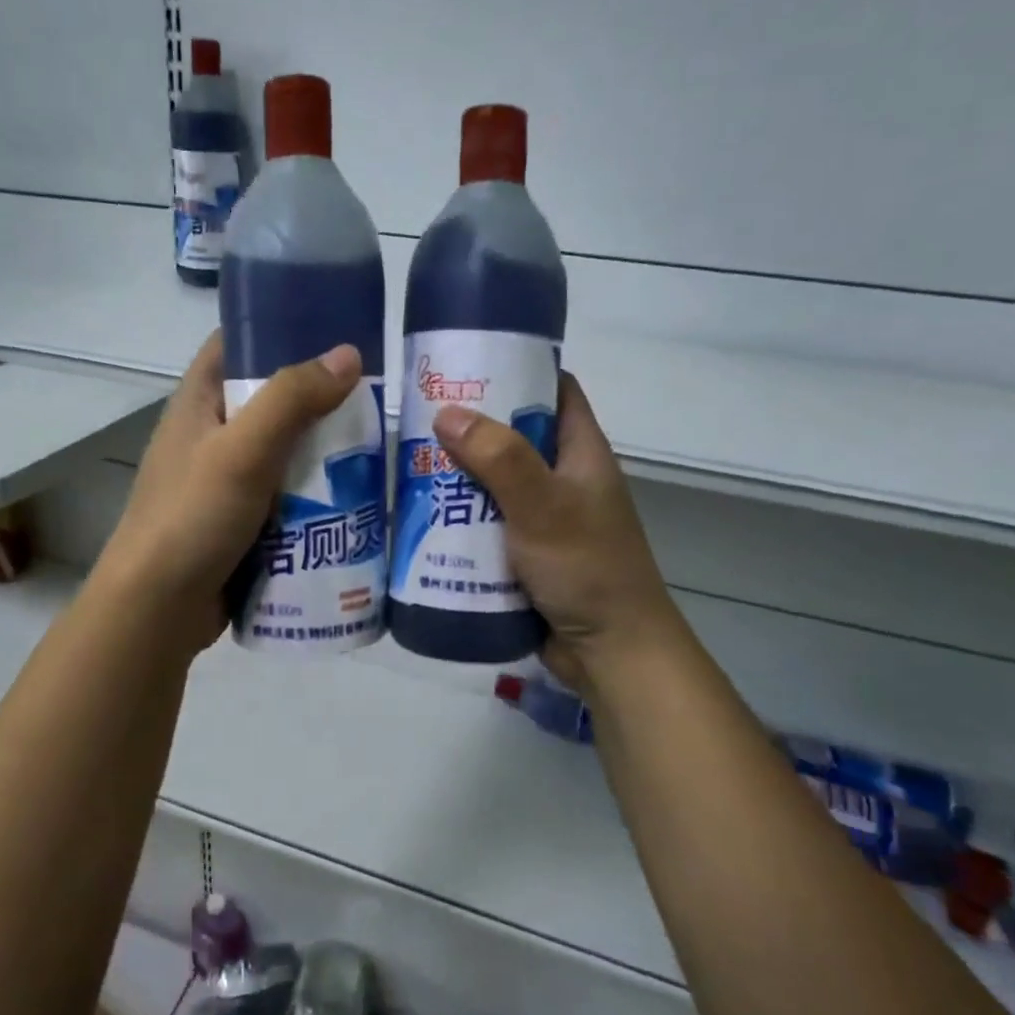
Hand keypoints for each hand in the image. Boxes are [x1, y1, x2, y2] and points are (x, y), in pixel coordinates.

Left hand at [98, 331, 361, 657]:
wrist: (158, 609)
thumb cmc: (192, 517)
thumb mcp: (243, 450)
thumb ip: (292, 400)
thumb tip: (349, 354)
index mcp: (198, 402)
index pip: (237, 344)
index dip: (281, 328)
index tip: (335, 329)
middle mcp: (211, 434)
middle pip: (271, 400)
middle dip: (319, 397)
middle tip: (378, 396)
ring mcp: (226, 480)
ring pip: (284, 451)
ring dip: (324, 450)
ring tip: (380, 446)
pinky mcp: (241, 520)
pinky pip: (286, 494)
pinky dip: (316, 492)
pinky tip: (356, 495)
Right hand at [433, 372, 678, 690]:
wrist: (609, 652)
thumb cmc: (586, 568)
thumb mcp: (543, 505)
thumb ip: (499, 458)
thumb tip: (446, 413)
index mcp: (581, 453)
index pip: (555, 391)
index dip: (517, 369)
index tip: (467, 362)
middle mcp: (562, 480)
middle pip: (513, 437)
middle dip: (469, 428)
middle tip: (416, 418)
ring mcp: (543, 519)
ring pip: (493, 485)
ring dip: (456, 478)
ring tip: (405, 465)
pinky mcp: (523, 555)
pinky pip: (485, 525)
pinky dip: (458, 519)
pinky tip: (419, 518)